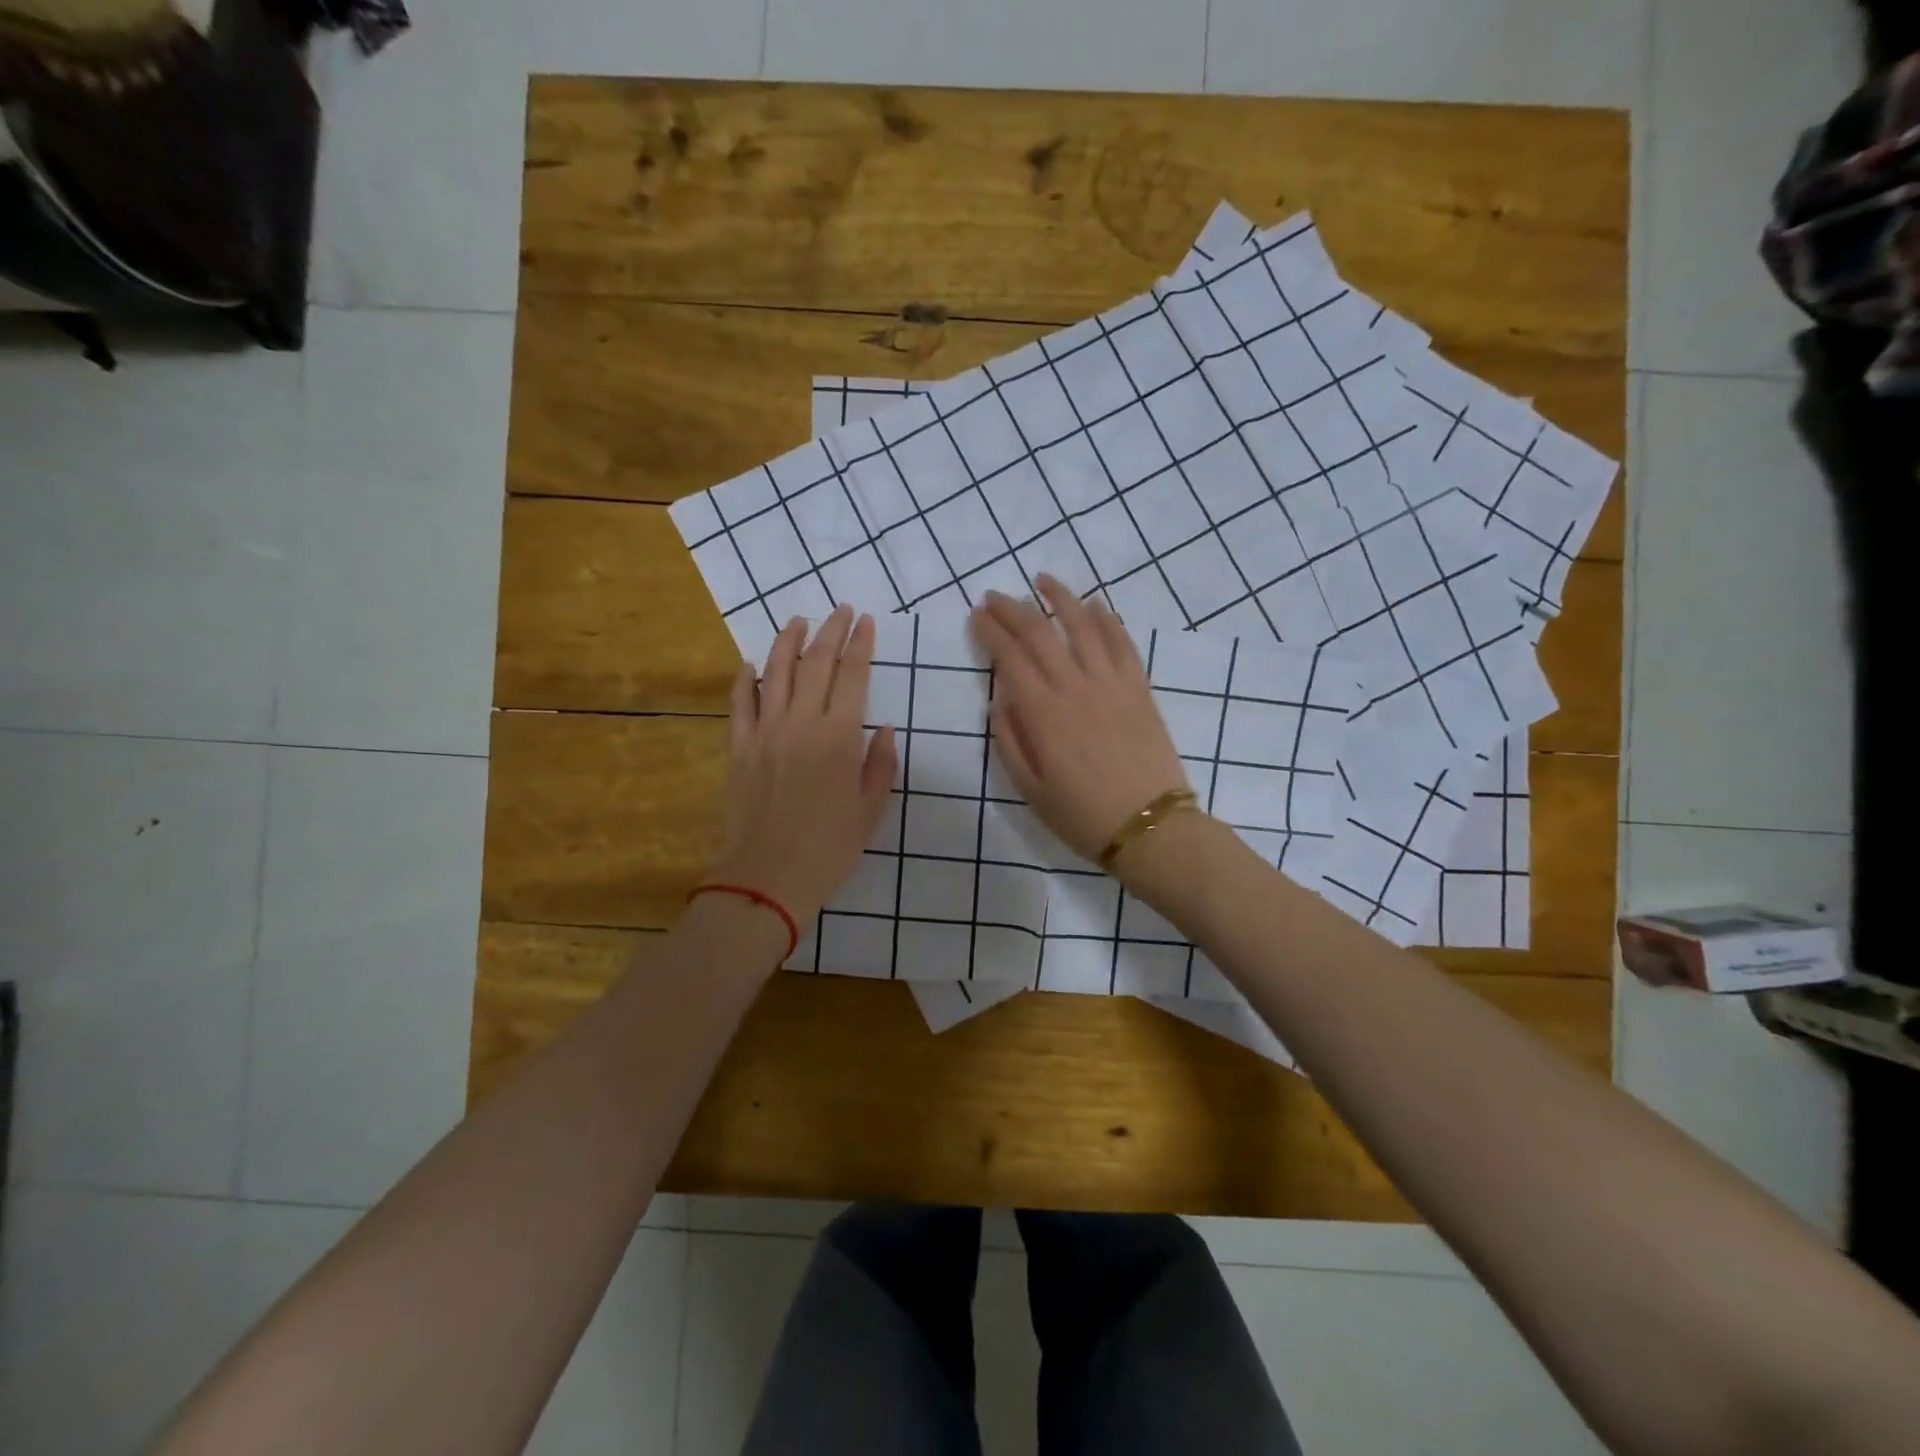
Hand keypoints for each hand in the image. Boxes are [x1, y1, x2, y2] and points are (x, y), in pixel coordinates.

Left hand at [711, 607, 897, 927]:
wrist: (765, 880)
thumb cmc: (828, 850)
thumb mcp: (870, 811)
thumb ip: (879, 765)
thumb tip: (881, 729)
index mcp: (839, 737)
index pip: (852, 675)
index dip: (860, 644)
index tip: (866, 622)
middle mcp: (801, 723)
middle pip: (815, 663)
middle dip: (831, 632)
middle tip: (841, 610)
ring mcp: (764, 732)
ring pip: (775, 672)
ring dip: (788, 642)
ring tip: (799, 621)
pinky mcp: (738, 748)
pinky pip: (739, 703)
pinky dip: (745, 680)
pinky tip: (750, 664)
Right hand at [969, 577, 1190, 865]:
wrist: (1151, 827)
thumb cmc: (1082, 816)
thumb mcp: (1030, 790)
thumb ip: (1009, 742)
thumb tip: (998, 702)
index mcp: (1043, 715)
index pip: (1010, 658)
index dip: (990, 632)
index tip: (976, 616)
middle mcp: (1075, 688)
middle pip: (1040, 634)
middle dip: (1013, 609)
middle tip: (995, 596)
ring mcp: (1112, 684)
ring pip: (1083, 626)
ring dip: (1060, 598)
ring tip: (1042, 580)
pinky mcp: (1139, 689)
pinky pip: (1122, 643)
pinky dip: (1107, 619)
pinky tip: (1094, 605)